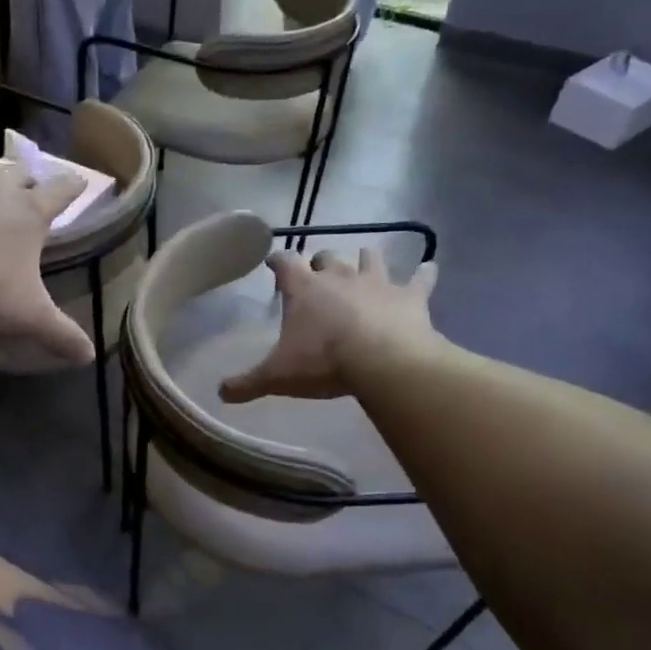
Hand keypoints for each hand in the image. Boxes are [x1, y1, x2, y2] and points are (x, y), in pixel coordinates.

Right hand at [220, 249, 439, 403]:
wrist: (383, 363)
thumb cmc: (323, 363)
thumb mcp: (277, 377)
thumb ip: (247, 383)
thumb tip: (220, 393)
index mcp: (304, 289)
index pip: (285, 262)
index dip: (278, 260)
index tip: (274, 261)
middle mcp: (339, 276)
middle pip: (327, 256)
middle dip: (321, 261)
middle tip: (319, 274)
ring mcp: (377, 282)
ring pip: (370, 257)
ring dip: (366, 260)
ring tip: (365, 264)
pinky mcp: (410, 296)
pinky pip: (421, 278)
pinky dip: (425, 274)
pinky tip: (430, 269)